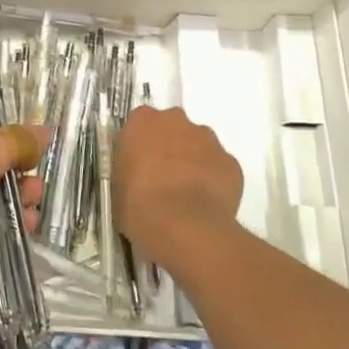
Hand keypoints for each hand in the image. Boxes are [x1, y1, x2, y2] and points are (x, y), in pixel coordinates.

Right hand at [114, 105, 242, 262]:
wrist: (184, 227)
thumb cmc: (139, 205)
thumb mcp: (117, 185)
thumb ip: (129, 168)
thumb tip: (139, 174)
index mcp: (142, 121)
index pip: (140, 123)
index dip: (141, 145)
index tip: (140, 165)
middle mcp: (176, 121)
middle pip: (173, 127)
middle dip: (170, 147)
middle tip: (164, 177)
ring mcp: (208, 140)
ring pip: (200, 145)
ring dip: (194, 161)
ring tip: (188, 194)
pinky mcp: (231, 163)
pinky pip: (221, 168)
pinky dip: (215, 180)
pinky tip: (207, 204)